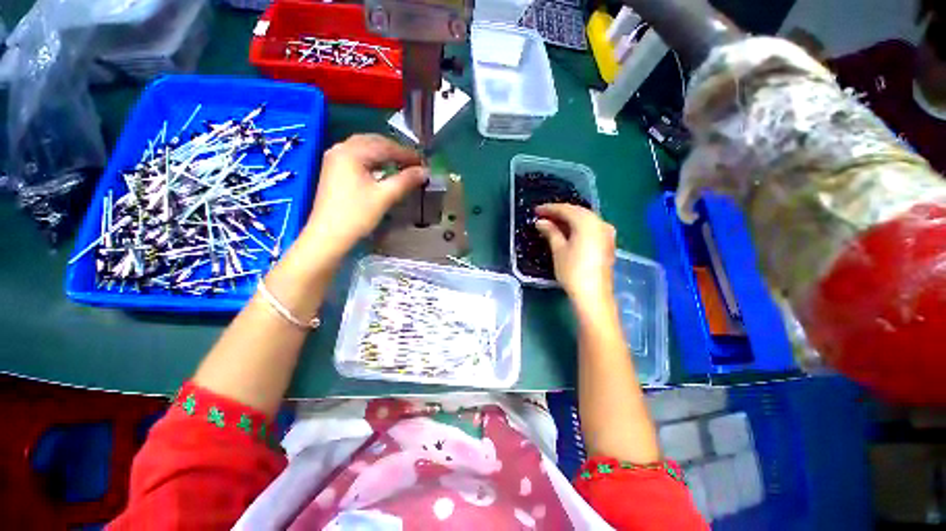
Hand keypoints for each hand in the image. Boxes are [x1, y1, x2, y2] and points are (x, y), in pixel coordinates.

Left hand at [301, 134, 426, 258]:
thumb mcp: (384, 197)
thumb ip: (406, 181)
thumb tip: (425, 171)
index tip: (423, 163)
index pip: (385, 147)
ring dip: (384, 154)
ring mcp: (335, 159)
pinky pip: (358, 157)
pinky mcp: (334, 170)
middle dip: (395, 151)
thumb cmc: (357, 215)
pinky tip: (382, 169)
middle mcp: (341, 149)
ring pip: (365, 148)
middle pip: (373, 142)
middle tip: (414, 163)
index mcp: (352, 152)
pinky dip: (373, 160)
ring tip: (402, 165)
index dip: (407, 154)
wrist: (328, 236)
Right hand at [534, 204, 615, 299]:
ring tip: (552, 223)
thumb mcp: (559, 250)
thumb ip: (551, 232)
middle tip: (543, 216)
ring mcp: (606, 233)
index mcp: (587, 222)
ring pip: (585, 220)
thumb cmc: (573, 271)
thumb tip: (541, 222)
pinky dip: (578, 227)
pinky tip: (567, 232)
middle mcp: (600, 223)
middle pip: (577, 212)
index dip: (550, 209)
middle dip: (559, 213)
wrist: (593, 294)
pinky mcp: (608, 243)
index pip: (566, 209)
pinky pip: (591, 228)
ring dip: (569, 220)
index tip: (536, 210)